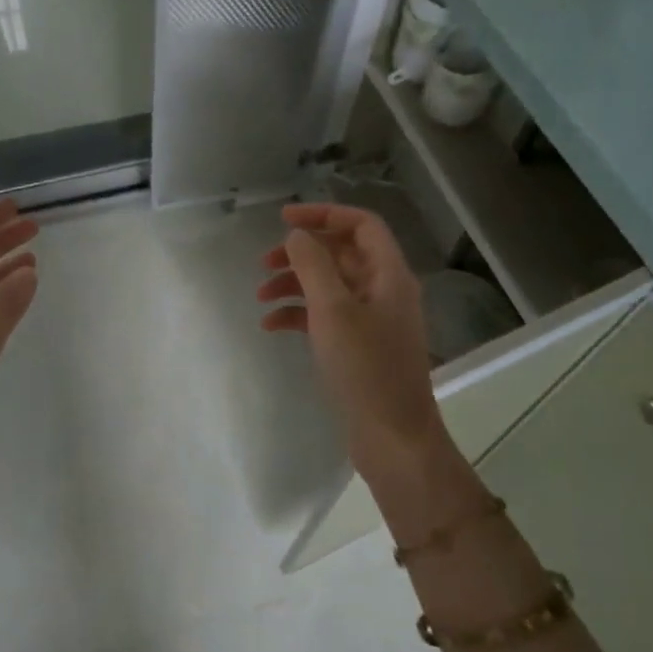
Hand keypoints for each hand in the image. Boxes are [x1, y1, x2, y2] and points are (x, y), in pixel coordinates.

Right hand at [258, 203, 457, 508]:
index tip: (283, 220)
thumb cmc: (365, 368)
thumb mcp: (333, 310)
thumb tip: (297, 236)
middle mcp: (384, 291)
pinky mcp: (360, 347)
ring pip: (330, 286)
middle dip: (301, 254)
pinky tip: (271, 326)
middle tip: (264, 263)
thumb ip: (313, 265)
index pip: (361, 224)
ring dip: (295, 285)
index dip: (323, 214)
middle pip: (341, 254)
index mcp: (389, 274)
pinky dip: (299, 314)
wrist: (392, 437)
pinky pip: (327, 317)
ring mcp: (373, 320)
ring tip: (260, 297)